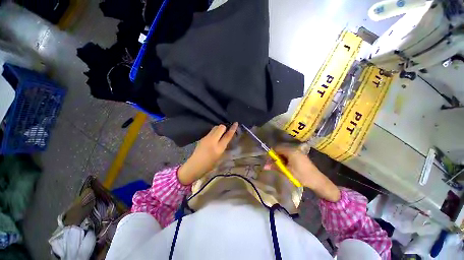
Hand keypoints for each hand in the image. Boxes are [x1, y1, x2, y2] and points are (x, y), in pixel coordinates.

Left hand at [178, 123, 237, 184]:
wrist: (195, 165)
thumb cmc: (209, 164)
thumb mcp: (220, 156)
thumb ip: (223, 146)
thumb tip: (226, 138)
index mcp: (219, 147)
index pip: (228, 135)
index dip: (233, 129)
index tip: (236, 123)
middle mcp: (213, 140)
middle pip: (220, 127)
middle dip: (224, 127)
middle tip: (225, 131)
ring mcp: (206, 138)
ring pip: (215, 128)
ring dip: (219, 129)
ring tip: (220, 134)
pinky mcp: (202, 138)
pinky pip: (210, 131)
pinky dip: (214, 132)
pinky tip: (214, 137)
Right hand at [266, 146, 340, 201]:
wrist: (317, 180)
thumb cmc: (301, 176)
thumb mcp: (287, 171)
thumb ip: (275, 166)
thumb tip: (264, 166)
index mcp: (290, 151)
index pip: (277, 148)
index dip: (272, 153)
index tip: (270, 161)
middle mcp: (294, 148)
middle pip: (280, 149)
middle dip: (276, 156)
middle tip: (273, 164)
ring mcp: (297, 151)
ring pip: (284, 151)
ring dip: (280, 157)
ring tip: (280, 165)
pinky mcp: (300, 154)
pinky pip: (289, 153)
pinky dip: (285, 158)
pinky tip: (286, 165)